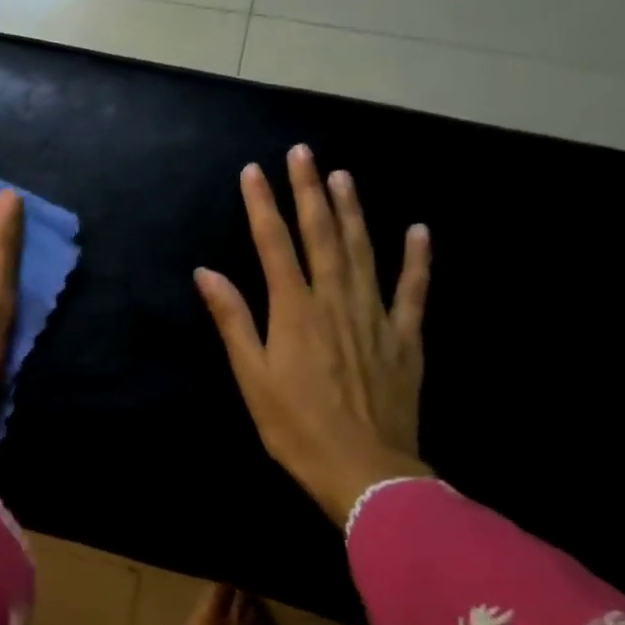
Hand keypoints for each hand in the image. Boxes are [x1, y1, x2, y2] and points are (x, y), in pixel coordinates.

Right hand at [194, 145, 432, 526]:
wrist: (364, 471)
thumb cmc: (294, 426)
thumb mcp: (251, 376)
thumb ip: (233, 319)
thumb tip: (207, 272)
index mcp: (294, 311)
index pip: (274, 245)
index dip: (263, 205)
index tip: (254, 171)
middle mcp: (335, 301)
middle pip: (321, 235)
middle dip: (309, 191)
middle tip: (303, 152)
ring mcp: (375, 316)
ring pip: (364, 251)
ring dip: (353, 210)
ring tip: (343, 175)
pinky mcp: (405, 338)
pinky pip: (413, 290)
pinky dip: (417, 258)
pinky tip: (418, 229)